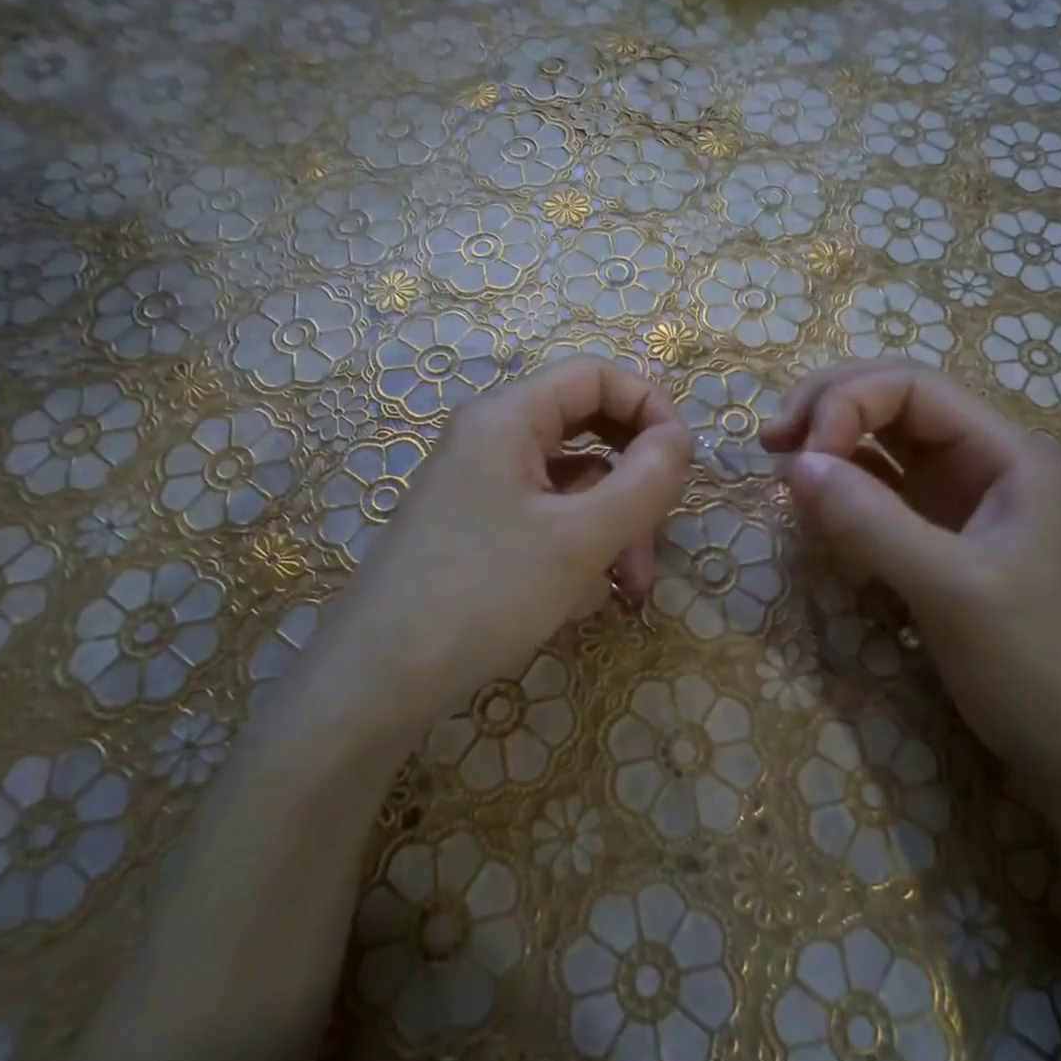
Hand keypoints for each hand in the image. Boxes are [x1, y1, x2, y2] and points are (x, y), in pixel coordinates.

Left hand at [289, 358, 691, 737]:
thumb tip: (680, 437)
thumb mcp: (580, 539)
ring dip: (610, 532)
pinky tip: (578, 605)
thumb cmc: (483, 594)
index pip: (594, 376)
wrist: (377, 684)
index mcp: (507, 418)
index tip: (682, 462)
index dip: (648, 406)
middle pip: (588, 435)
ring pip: (572, 489)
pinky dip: (575, 555)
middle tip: (655, 540)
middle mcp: (491, 442)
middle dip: (632, 487)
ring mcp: (482, 490)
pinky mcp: (479, 534)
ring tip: (625, 592)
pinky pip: (546, 525)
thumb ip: (644, 481)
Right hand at [763, 362, 1060, 809]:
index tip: (799, 457)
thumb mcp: (952, 591)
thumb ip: (872, 522)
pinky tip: (813, 507)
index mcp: (1006, 453)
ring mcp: (957, 501)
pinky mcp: (935, 537)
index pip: (912, 387)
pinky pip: (877, 492)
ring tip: (782, 468)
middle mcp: (981, 462)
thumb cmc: (1034, 666)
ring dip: (829, 445)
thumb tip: (794, 465)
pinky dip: (840, 489)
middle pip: (893, 402)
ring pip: (881, 445)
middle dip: (829, 410)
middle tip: (771, 443)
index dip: (846, 403)